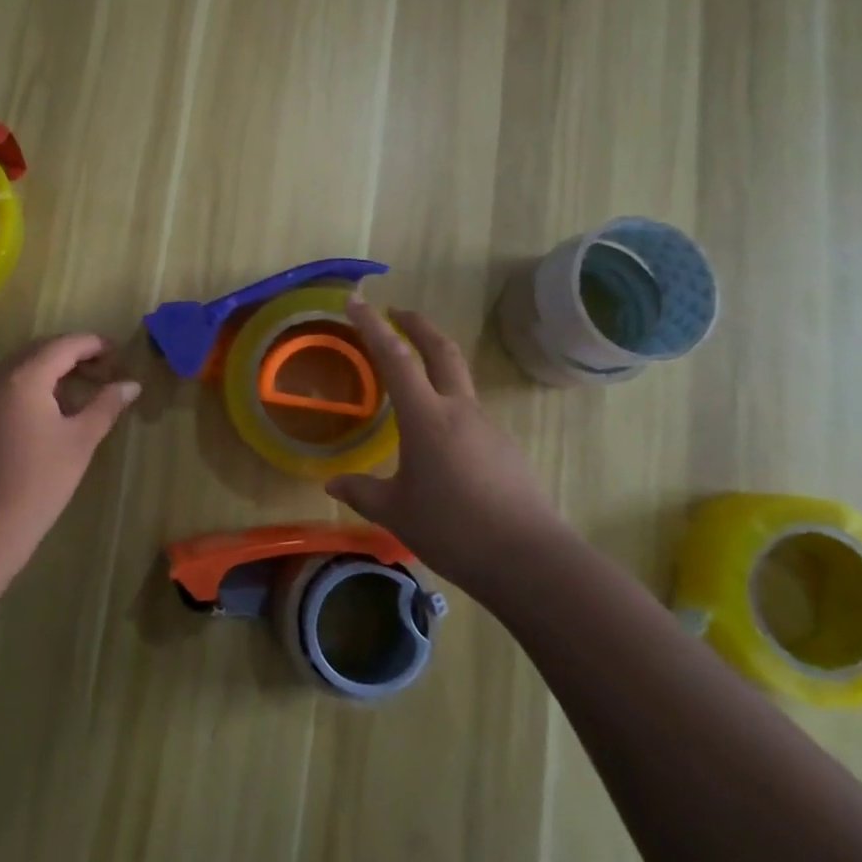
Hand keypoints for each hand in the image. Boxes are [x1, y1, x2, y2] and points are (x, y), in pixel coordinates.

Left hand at [0, 333, 140, 576]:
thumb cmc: (40, 479)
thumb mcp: (81, 439)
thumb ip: (106, 405)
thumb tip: (131, 384)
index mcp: (25, 376)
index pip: (64, 345)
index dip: (93, 344)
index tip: (117, 352)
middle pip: (39, 351)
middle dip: (71, 355)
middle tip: (101, 370)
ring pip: (18, 369)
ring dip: (48, 371)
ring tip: (77, 390)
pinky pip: (2, 388)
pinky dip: (26, 388)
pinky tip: (43, 412)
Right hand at [326, 294, 561, 587]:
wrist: (529, 559)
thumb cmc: (453, 529)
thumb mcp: (396, 512)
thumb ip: (362, 492)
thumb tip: (331, 483)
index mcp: (427, 416)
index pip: (395, 358)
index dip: (373, 326)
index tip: (357, 301)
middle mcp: (459, 410)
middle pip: (441, 350)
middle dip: (417, 325)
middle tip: (397, 312)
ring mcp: (487, 427)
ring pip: (458, 383)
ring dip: (435, 367)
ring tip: (409, 387)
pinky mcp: (505, 449)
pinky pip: (470, 416)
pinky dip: (448, 408)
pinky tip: (438, 444)